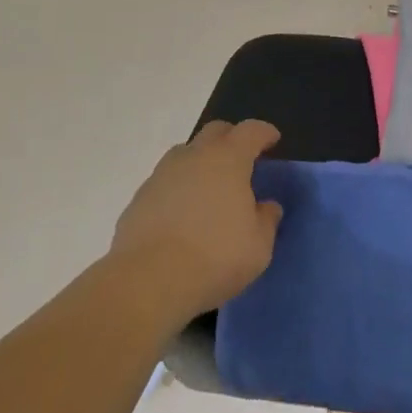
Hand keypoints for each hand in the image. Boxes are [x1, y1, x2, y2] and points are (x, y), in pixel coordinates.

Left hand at [108, 120, 283, 323]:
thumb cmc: (214, 257)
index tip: (273, 140)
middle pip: (215, 131)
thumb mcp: (258, 246)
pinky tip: (181, 216)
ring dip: (200, 163)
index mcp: (229, 158)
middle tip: (241, 160)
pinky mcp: (138, 199)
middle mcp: (194, 156)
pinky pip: (164, 183)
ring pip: (185, 154)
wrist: (147, 282)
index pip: (251, 131)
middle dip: (231, 139)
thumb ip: (266, 220)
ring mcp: (162, 175)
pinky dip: (177, 190)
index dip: (264, 133)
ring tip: (209, 189)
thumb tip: (266, 207)